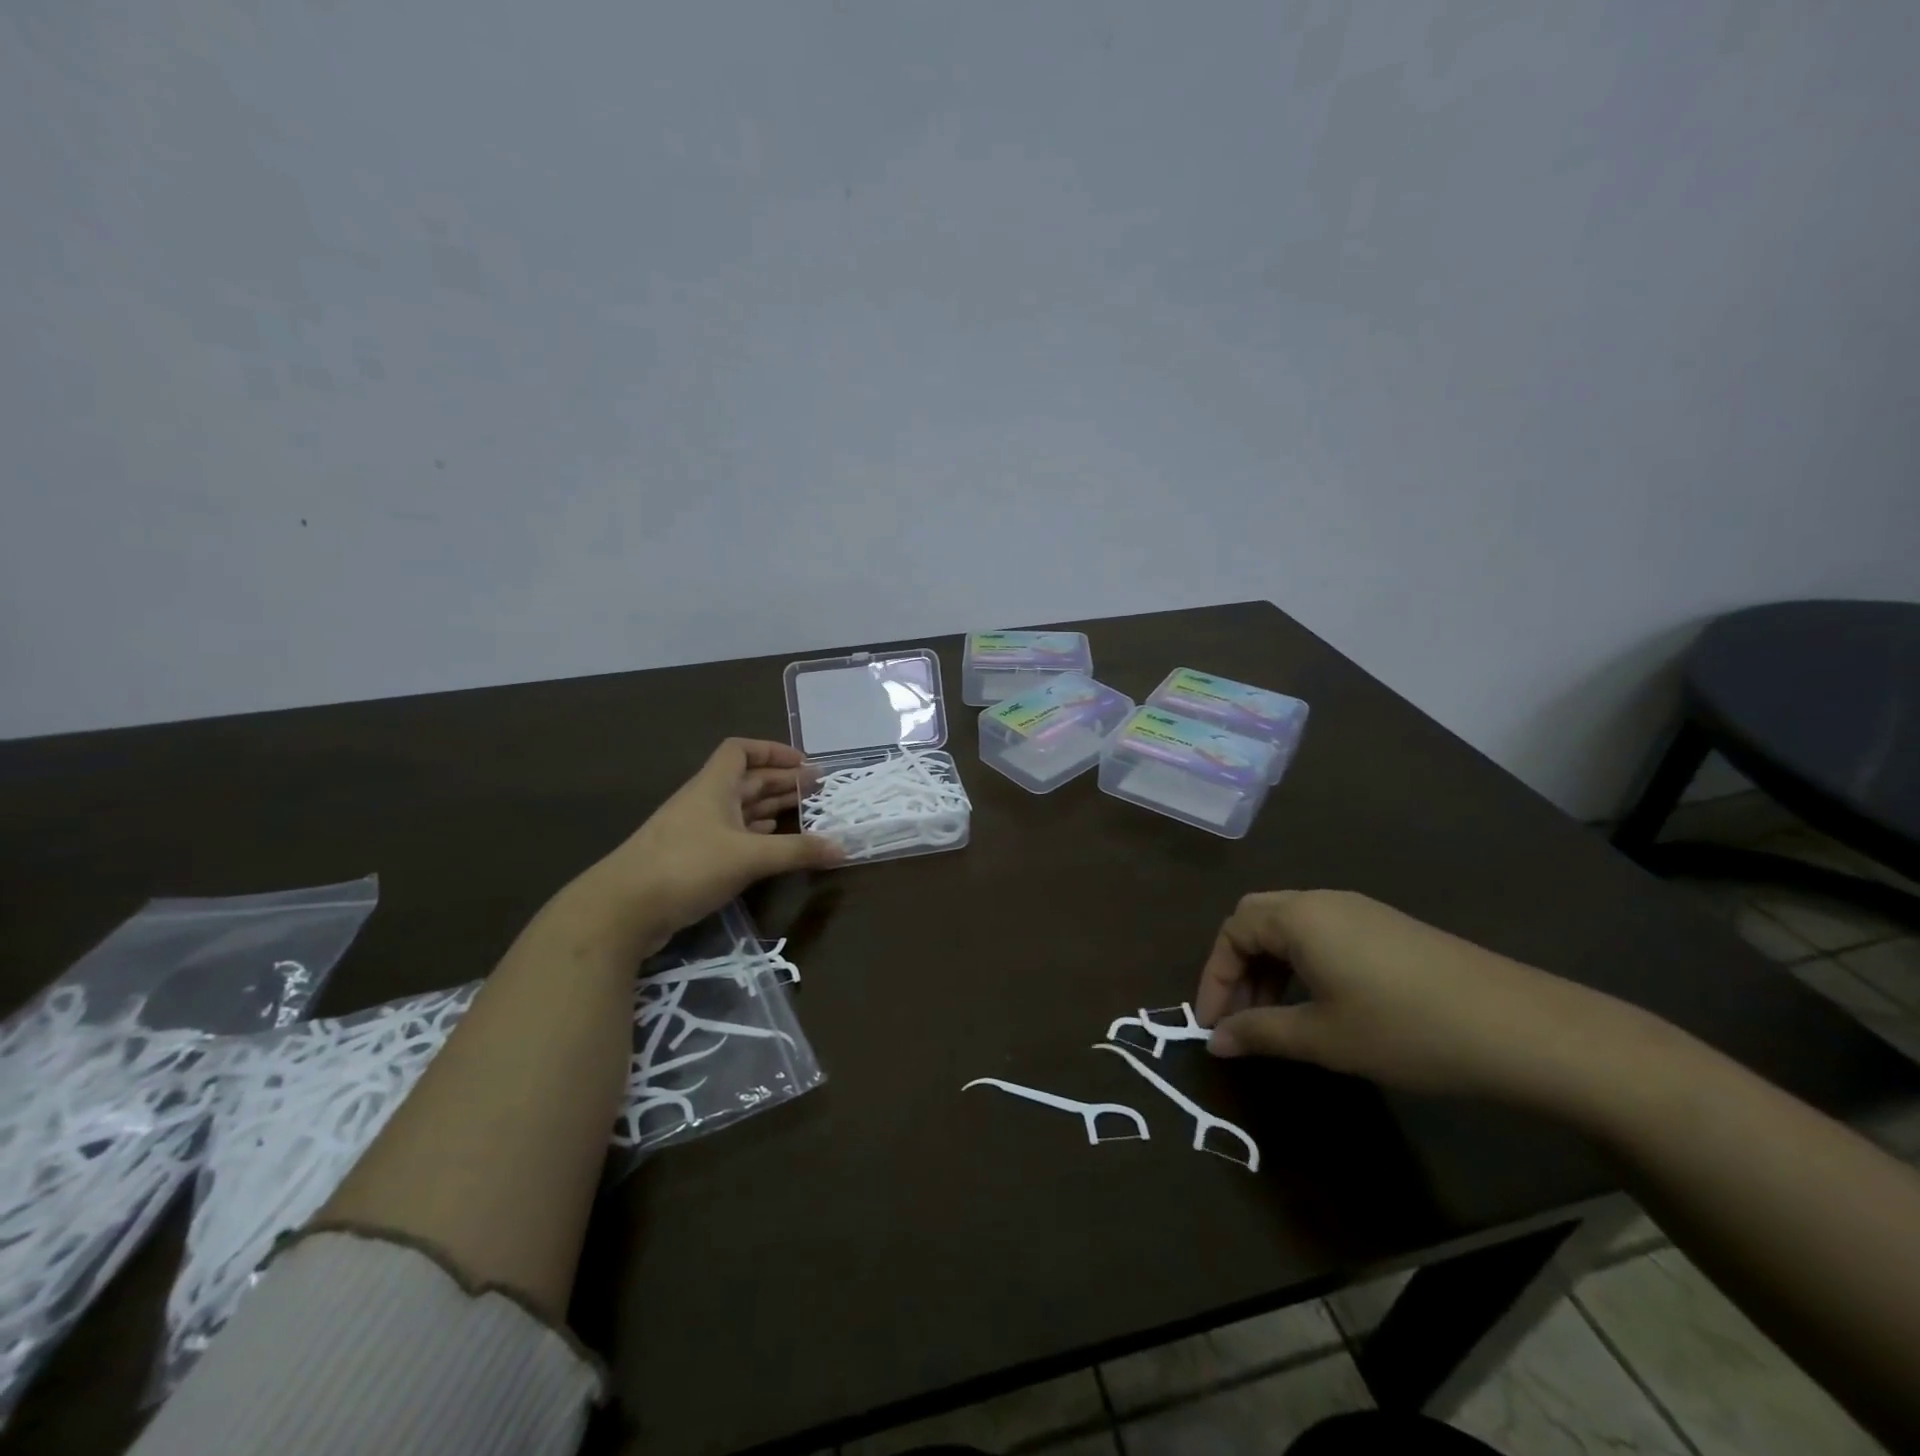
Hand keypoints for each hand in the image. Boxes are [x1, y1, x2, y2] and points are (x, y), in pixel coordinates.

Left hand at [571, 739, 840, 955]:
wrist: (621, 910)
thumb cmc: (686, 867)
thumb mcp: (749, 857)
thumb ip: (797, 851)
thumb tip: (843, 848)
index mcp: (713, 787)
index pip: (740, 751)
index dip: (772, 750)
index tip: (804, 763)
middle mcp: (704, 802)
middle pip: (747, 781)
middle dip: (782, 782)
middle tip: (818, 790)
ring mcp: (695, 832)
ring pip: (740, 810)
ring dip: (771, 809)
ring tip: (805, 814)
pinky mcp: (691, 861)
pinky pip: (732, 837)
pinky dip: (756, 836)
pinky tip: (774, 845)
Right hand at [1196, 890, 1644, 1106]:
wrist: (1522, 1029)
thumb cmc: (1407, 1030)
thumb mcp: (1325, 1038)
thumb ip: (1262, 1034)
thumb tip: (1215, 1041)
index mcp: (1300, 917)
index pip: (1232, 932)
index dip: (1214, 977)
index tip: (1211, 1026)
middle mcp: (1323, 901)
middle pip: (1257, 919)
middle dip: (1238, 967)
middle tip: (1240, 1017)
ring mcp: (1361, 911)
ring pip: (1291, 927)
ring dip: (1270, 967)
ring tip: (1275, 1018)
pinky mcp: (1389, 928)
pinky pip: (1323, 934)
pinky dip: (1302, 964)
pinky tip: (1320, 1003)